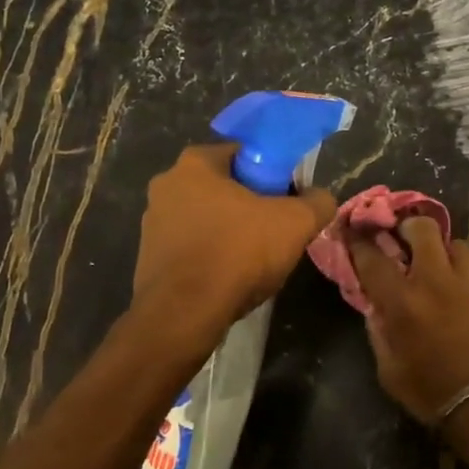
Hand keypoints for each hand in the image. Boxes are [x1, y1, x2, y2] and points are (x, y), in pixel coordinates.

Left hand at [132, 143, 336, 344]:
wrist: (185, 314)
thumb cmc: (238, 253)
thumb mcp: (296, 223)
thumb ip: (317, 202)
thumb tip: (320, 198)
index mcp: (195, 163)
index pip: (243, 153)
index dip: (271, 173)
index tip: (287, 198)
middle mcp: (166, 184)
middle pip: (223, 186)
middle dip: (250, 204)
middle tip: (276, 230)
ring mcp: (152, 221)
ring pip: (206, 218)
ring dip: (229, 231)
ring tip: (254, 260)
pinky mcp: (148, 256)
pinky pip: (191, 246)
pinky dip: (211, 255)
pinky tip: (229, 277)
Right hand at [346, 217, 468, 428]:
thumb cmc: (434, 395)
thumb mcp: (390, 372)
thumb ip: (380, 334)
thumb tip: (376, 309)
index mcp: (403, 301)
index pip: (373, 258)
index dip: (360, 242)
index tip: (355, 232)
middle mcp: (437, 282)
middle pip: (423, 230)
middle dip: (410, 226)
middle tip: (406, 236)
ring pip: (459, 246)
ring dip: (446, 252)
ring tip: (443, 268)